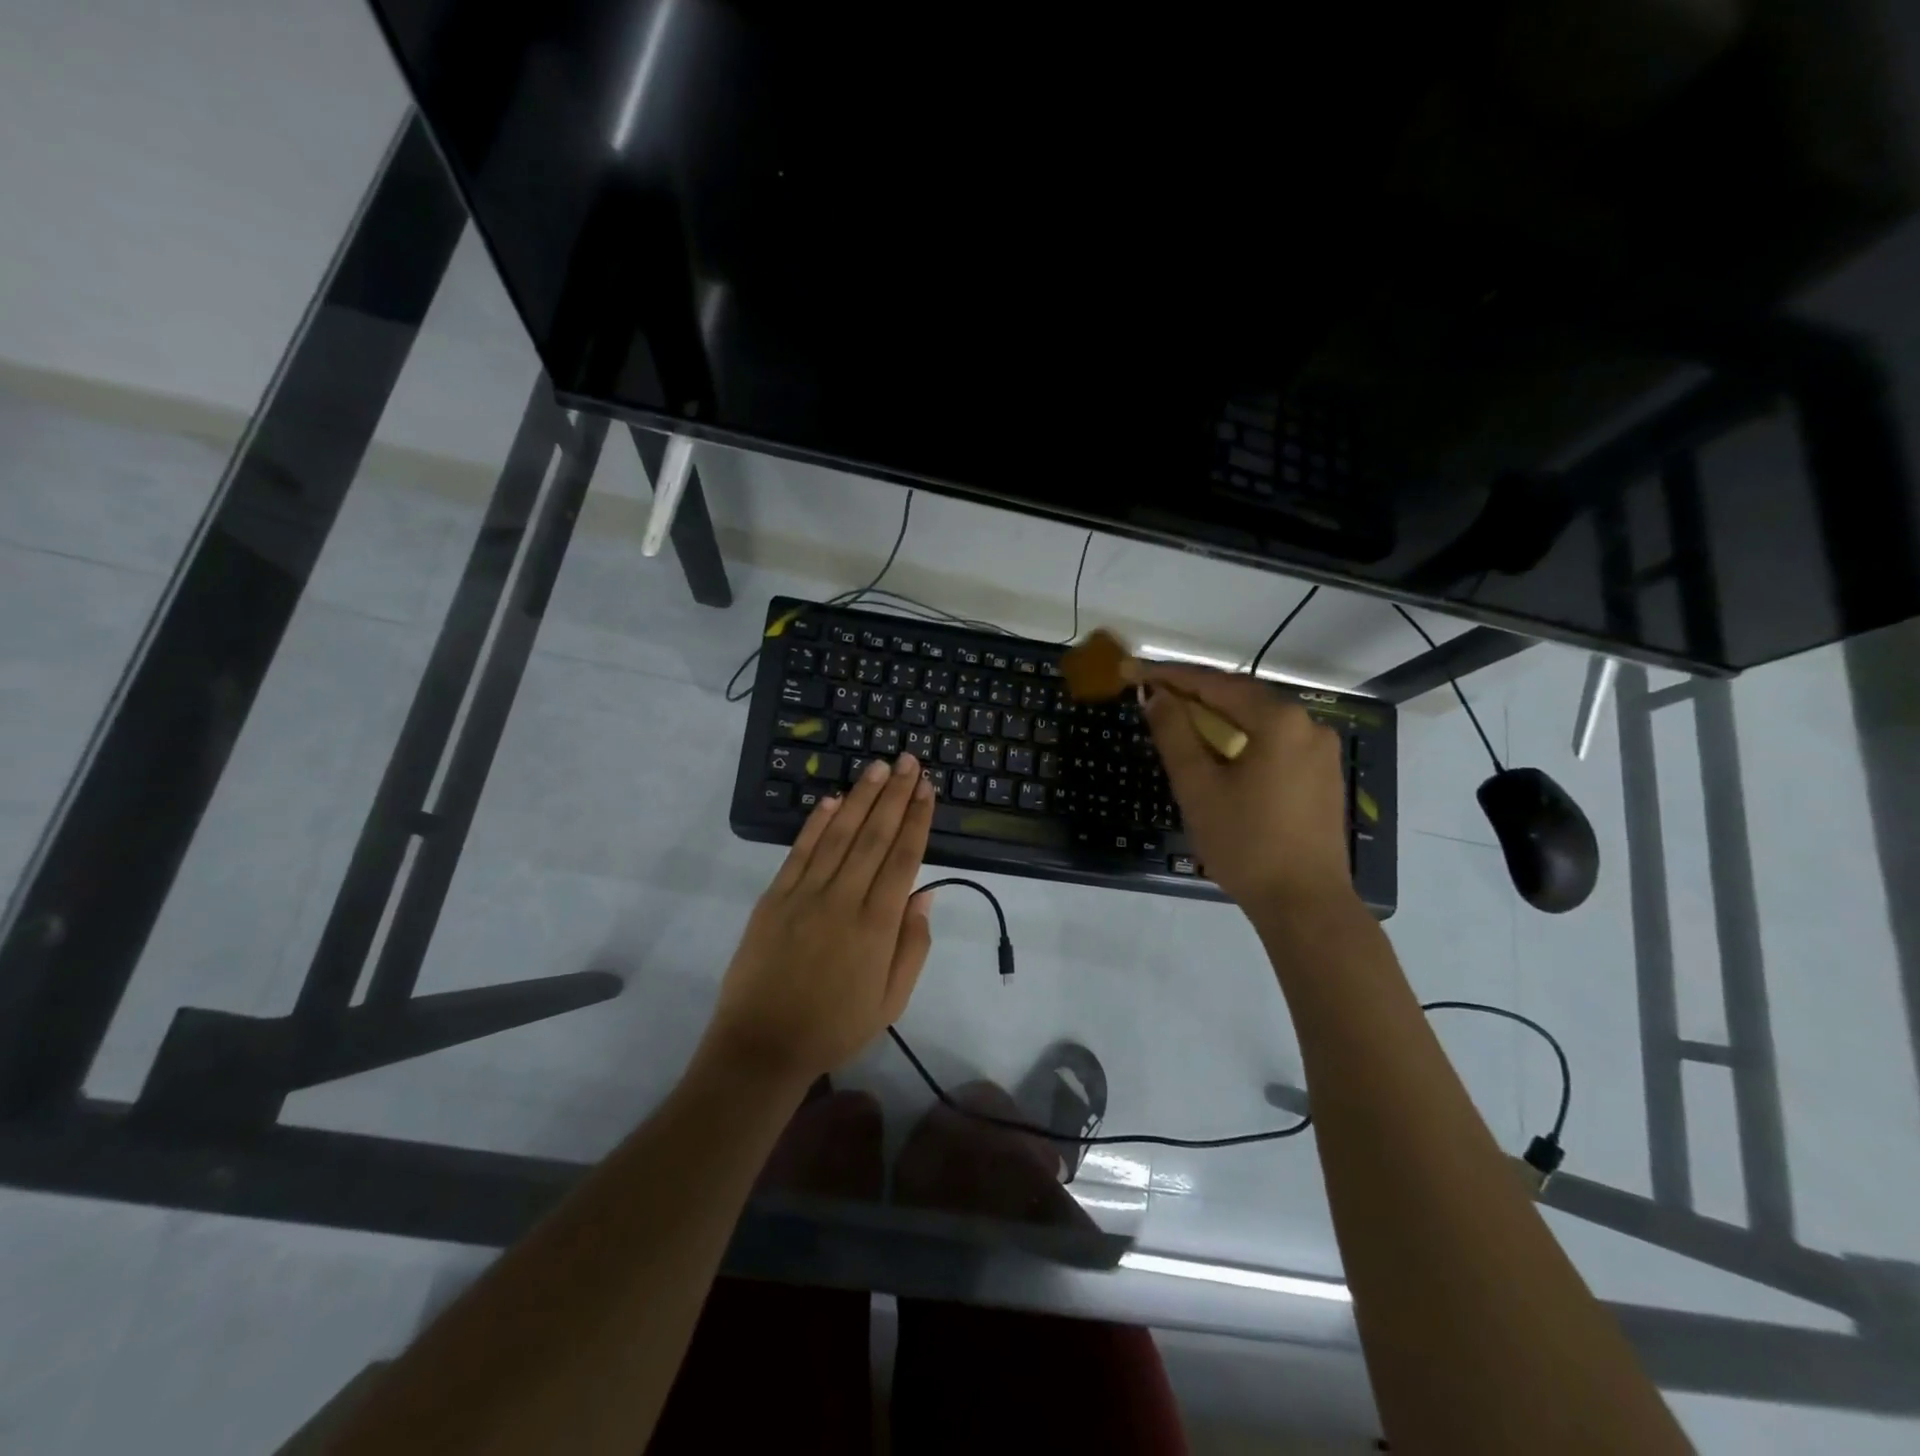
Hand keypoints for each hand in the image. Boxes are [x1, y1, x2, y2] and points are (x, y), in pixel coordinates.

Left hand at [702, 754, 936, 1086]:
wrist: (762, 1047)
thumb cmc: (835, 1027)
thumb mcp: (891, 1000)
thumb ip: (912, 946)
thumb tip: (926, 895)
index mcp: (877, 926)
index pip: (903, 859)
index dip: (917, 820)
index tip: (927, 789)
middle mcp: (843, 900)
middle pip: (874, 836)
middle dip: (895, 795)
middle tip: (909, 761)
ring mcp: (805, 895)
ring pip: (839, 835)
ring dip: (861, 798)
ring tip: (879, 767)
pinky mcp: (774, 898)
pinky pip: (799, 852)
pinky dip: (815, 823)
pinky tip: (832, 799)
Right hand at [1130, 661, 1353, 912]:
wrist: (1305, 903)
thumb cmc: (1245, 843)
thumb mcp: (1198, 787)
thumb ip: (1174, 734)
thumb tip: (1157, 696)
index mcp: (1278, 721)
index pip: (1216, 684)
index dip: (1173, 676)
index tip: (1137, 673)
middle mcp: (1307, 725)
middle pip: (1242, 697)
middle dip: (1196, 695)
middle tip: (1155, 697)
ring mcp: (1321, 751)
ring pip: (1259, 721)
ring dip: (1219, 719)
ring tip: (1181, 725)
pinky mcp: (1323, 776)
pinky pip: (1275, 743)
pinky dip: (1243, 740)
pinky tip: (1220, 756)